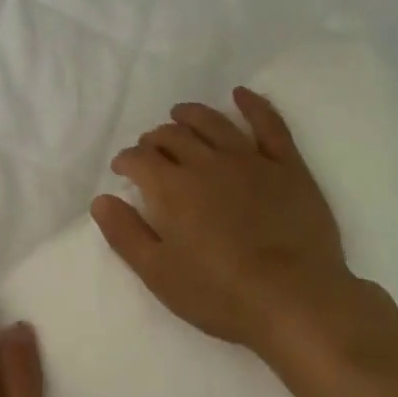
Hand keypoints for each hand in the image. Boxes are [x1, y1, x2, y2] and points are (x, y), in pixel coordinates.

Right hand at [92, 87, 358, 358]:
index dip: (127, 160)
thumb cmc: (221, 294)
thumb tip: (100, 200)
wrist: (296, 301)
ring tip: (180, 115)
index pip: (139, 158)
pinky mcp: (286, 166)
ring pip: (212, 122)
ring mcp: (249, 160)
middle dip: (155, 139)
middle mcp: (206, 162)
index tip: (124, 169)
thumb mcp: (159, 274)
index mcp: (172, 187)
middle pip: (172, 136)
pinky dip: (253, 105)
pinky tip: (241, 94)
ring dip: (191, 115)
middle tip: (151, 149)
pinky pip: (268, 125)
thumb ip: (125, 234)